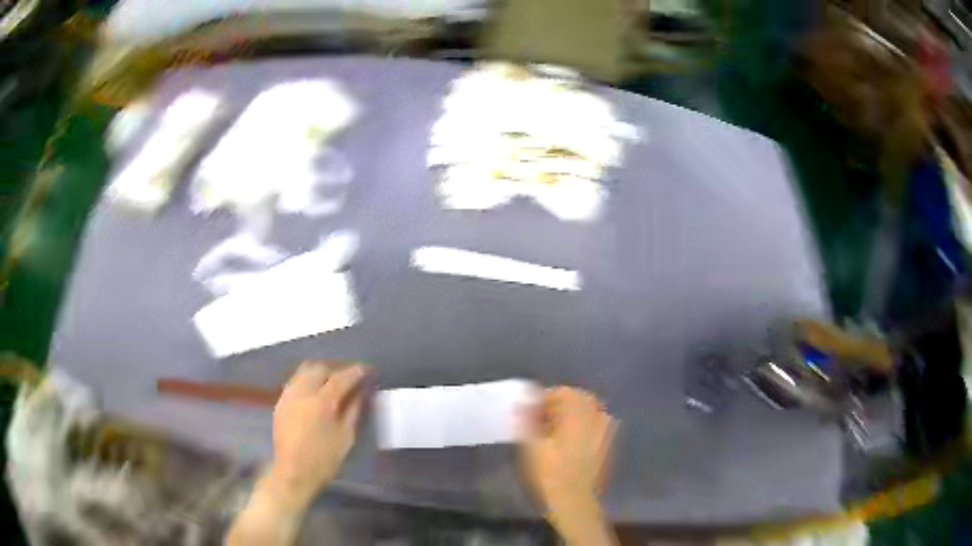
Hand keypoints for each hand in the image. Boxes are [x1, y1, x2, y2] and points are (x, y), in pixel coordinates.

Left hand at [268, 361, 366, 509]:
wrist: (294, 472)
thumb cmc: (324, 459)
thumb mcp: (346, 437)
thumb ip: (353, 411)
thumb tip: (361, 393)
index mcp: (322, 402)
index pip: (341, 378)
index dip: (355, 372)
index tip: (366, 370)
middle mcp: (303, 392)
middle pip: (320, 369)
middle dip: (336, 370)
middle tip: (348, 378)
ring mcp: (289, 396)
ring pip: (304, 372)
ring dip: (320, 373)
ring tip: (331, 382)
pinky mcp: (281, 402)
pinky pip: (295, 382)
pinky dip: (307, 381)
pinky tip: (314, 393)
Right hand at [520, 387, 617, 544]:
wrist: (576, 504)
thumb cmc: (552, 476)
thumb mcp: (532, 448)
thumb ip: (528, 420)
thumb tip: (524, 401)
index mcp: (580, 414)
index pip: (563, 392)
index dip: (543, 398)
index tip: (528, 411)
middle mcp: (597, 417)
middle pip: (578, 399)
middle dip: (558, 404)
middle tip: (538, 419)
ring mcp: (606, 430)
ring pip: (587, 411)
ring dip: (569, 414)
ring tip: (550, 429)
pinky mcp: (608, 444)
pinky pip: (593, 424)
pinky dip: (579, 425)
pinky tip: (566, 441)